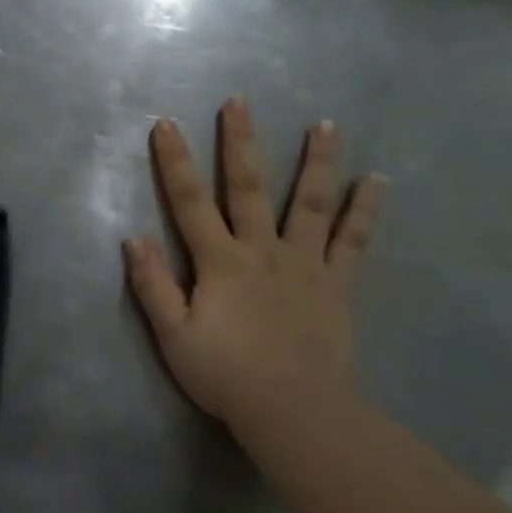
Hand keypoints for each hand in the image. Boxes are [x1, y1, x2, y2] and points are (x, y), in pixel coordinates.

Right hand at [124, 99, 383, 444]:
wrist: (294, 411)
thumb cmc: (225, 375)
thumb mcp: (173, 336)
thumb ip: (152, 286)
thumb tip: (133, 238)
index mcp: (219, 262)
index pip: (189, 202)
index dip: (175, 162)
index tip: (166, 124)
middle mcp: (262, 250)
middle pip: (249, 188)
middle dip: (240, 143)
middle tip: (240, 101)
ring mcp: (304, 264)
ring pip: (310, 203)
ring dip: (316, 162)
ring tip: (326, 124)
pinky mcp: (336, 284)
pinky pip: (353, 242)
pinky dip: (365, 211)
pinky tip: (377, 182)